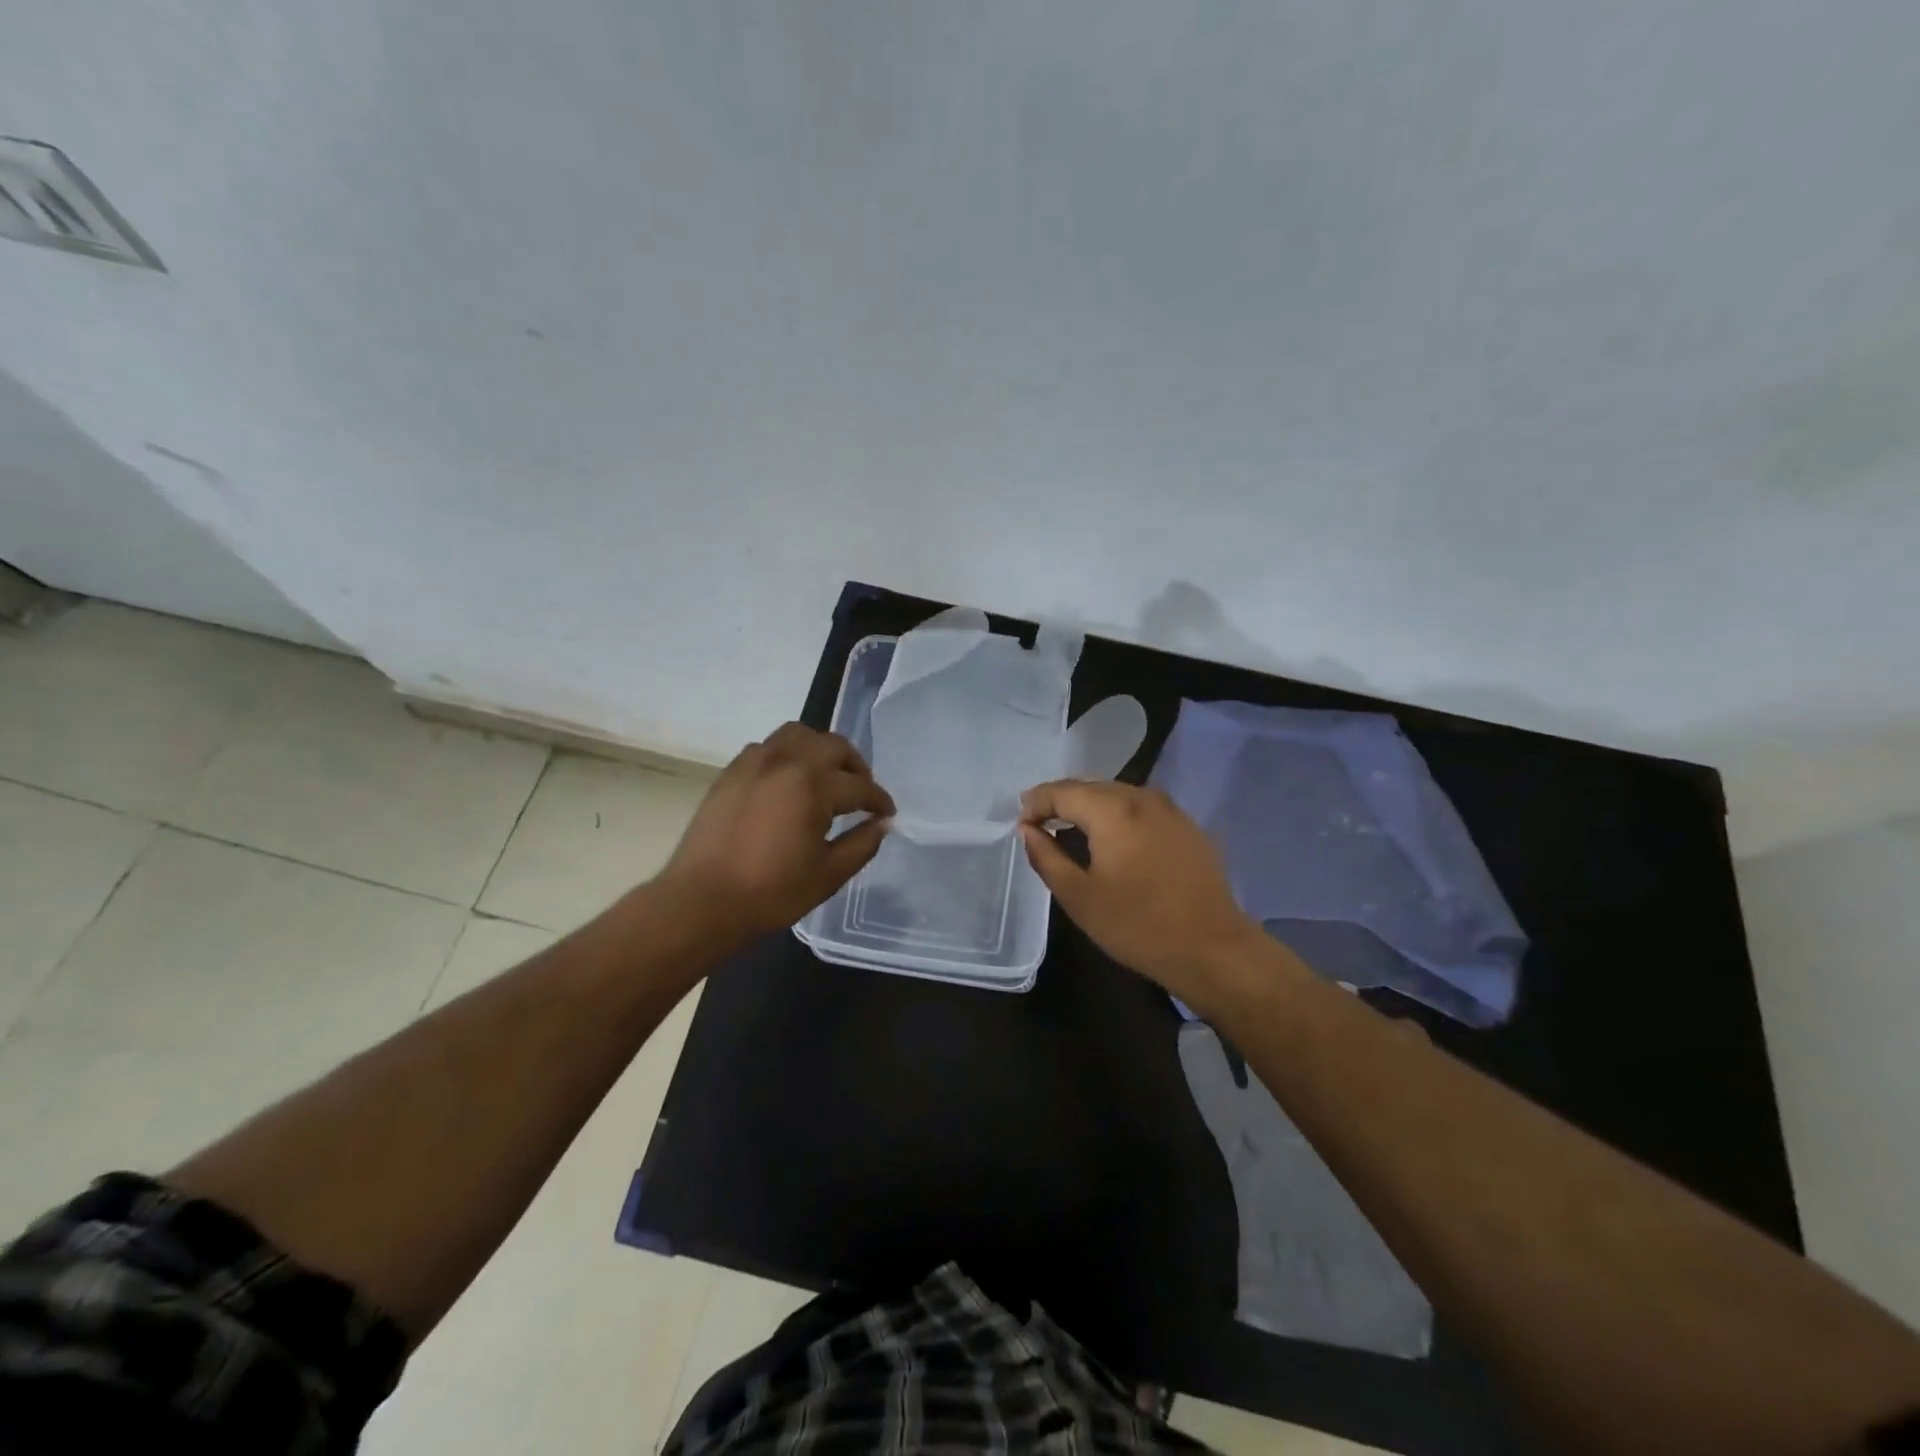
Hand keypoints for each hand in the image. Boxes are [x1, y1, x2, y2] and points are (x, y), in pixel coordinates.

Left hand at [656, 723, 893, 946]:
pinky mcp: (731, 772)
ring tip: (826, 777)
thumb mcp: (828, 875)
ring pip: (798, 734)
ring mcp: (754, 763)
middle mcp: (785, 762)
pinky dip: (788, 755)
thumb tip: (882, 824)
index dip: (878, 800)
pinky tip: (789, 783)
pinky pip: (768, 747)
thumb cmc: (771, 893)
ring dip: (821, 750)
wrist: (701, 902)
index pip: (859, 785)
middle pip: (833, 746)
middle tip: (861, 793)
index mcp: (812, 786)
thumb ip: (862, 844)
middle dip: (855, 767)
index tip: (887, 813)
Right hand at [1018, 780, 1271, 1012]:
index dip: (1035, 803)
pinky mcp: (1187, 827)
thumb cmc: (1137, 925)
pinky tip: (1113, 841)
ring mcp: (1170, 810)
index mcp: (1112, 809)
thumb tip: (1028, 830)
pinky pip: (1141, 809)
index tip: (1020, 824)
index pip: (1061, 790)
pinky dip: (1118, 816)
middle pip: (1090, 786)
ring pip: (1117, 795)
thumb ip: (1047, 857)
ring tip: (1071, 831)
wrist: (1212, 949)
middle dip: (1061, 801)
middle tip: (1039, 824)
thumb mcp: (1079, 897)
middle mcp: (1141, 797)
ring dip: (1090, 807)